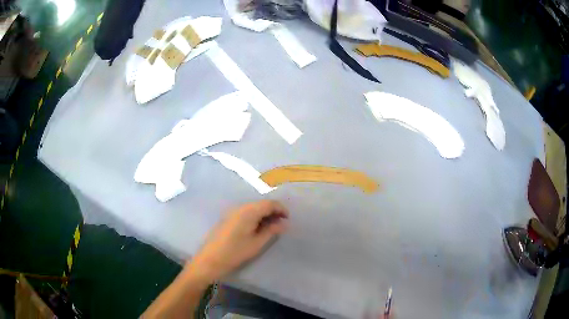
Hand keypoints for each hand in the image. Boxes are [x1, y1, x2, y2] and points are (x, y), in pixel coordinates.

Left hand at [188, 200, 288, 281]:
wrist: (210, 259)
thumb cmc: (235, 252)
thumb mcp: (257, 243)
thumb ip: (271, 231)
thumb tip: (284, 223)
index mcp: (249, 211)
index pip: (269, 203)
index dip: (281, 209)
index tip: (288, 219)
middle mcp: (240, 207)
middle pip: (261, 204)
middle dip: (273, 211)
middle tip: (281, 224)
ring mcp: (232, 212)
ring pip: (253, 208)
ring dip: (264, 214)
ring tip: (271, 227)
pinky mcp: (228, 218)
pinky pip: (245, 213)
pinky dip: (255, 217)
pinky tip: (257, 228)